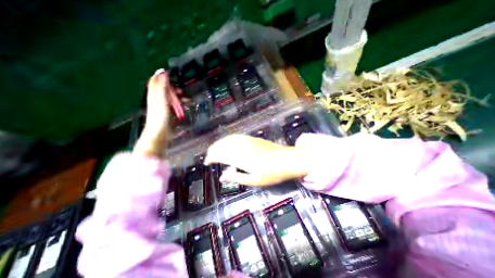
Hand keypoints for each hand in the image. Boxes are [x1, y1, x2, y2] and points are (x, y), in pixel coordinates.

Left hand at [134, 68, 180, 158]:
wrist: (159, 134)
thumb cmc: (159, 117)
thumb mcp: (160, 100)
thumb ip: (161, 86)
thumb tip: (163, 72)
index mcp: (154, 95)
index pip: (157, 82)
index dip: (164, 77)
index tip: (174, 76)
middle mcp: (157, 100)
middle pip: (165, 90)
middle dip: (174, 89)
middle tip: (183, 92)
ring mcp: (162, 107)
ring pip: (170, 98)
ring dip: (178, 97)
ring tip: (186, 100)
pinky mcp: (167, 114)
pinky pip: (173, 105)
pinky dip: (179, 104)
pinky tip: (183, 107)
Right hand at [203, 134, 309, 186]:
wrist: (289, 160)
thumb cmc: (273, 173)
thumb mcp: (255, 180)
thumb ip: (237, 177)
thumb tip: (222, 176)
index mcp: (242, 158)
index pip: (221, 154)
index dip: (212, 157)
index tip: (207, 162)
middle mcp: (243, 147)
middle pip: (223, 145)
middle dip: (213, 149)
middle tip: (209, 156)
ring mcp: (249, 141)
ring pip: (229, 139)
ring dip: (220, 143)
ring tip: (214, 149)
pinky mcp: (254, 138)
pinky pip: (237, 136)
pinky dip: (228, 138)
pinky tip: (227, 142)